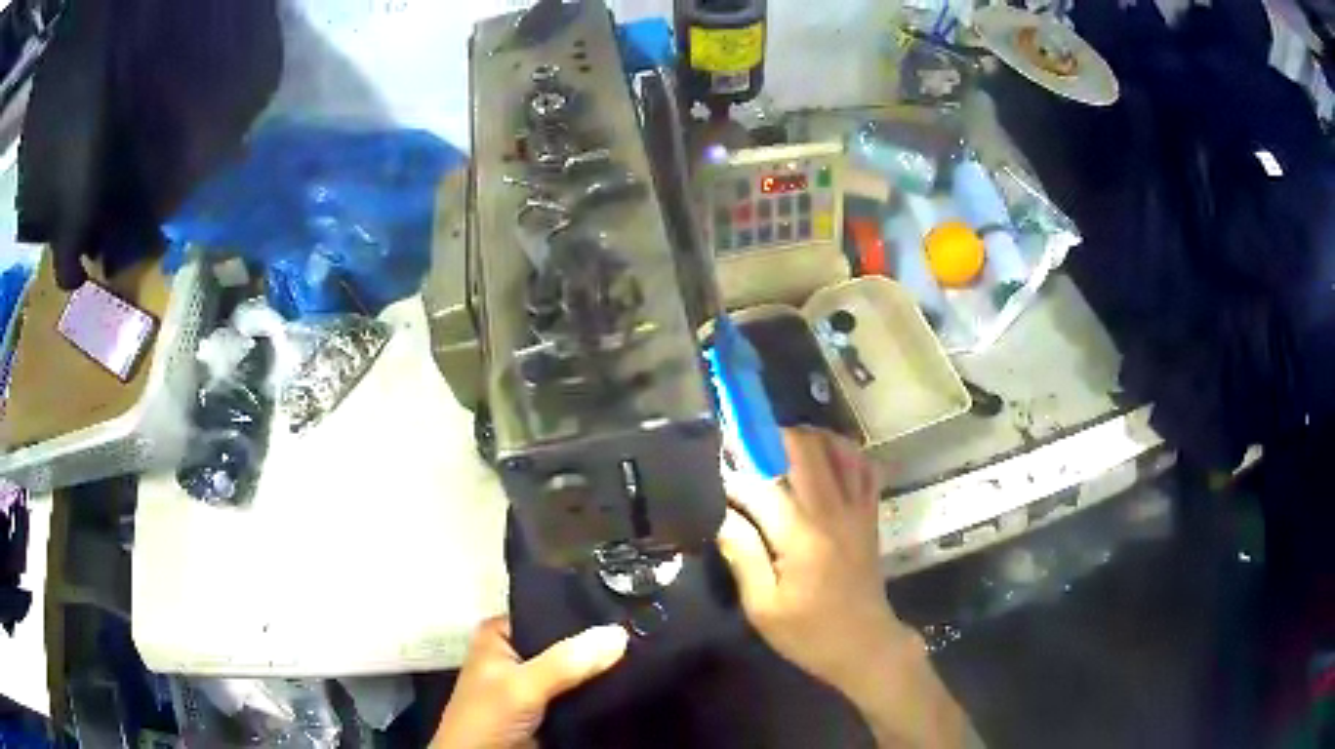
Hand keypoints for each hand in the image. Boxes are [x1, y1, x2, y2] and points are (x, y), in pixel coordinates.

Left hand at [430, 616, 628, 748]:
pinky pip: (583, 692)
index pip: (548, 611)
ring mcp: (536, 683)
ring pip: (577, 669)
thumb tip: (619, 633)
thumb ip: (566, 662)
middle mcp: (518, 652)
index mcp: (500, 634)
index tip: (624, 611)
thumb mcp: (522, 686)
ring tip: (643, 655)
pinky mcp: (552, 708)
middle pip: (566, 642)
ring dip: (601, 669)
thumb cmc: (487, 717)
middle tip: (639, 634)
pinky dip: (601, 691)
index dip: (582, 612)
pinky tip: (629, 681)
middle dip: (597, 644)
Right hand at [718, 427, 968, 747]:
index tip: (714, 475)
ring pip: (837, 447)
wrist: (864, 645)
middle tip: (744, 448)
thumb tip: (722, 513)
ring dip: (806, 437)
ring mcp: (857, 508)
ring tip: (778, 448)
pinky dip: (844, 451)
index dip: (732, 475)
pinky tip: (824, 458)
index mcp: (800, 537)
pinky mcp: (870, 513)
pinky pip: (864, 466)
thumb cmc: (809, 633)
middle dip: (768, 437)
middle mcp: (832, 511)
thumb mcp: (762, 607)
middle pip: (803, 448)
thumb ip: (742, 555)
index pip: (760, 485)